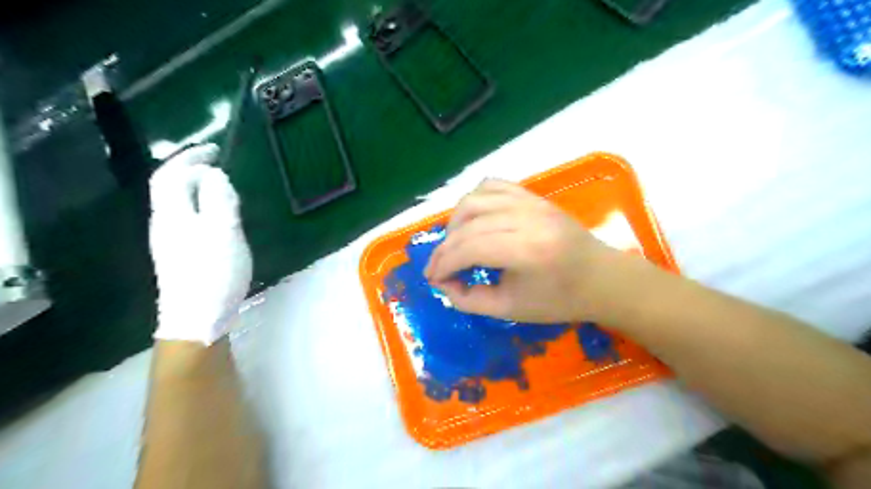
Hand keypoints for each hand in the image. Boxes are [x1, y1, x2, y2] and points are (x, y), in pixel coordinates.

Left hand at [149, 143, 251, 345]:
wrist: (197, 317)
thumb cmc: (213, 272)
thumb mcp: (223, 231)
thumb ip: (219, 199)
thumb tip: (213, 175)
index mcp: (173, 214)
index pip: (170, 174)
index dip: (189, 157)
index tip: (214, 149)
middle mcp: (165, 223)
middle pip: (169, 187)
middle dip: (191, 170)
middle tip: (218, 165)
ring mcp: (171, 241)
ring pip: (179, 203)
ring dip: (196, 188)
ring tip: (221, 187)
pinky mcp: (181, 254)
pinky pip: (188, 218)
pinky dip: (201, 205)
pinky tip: (218, 216)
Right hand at [424, 179, 621, 323]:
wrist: (601, 279)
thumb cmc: (560, 300)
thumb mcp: (511, 310)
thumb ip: (470, 300)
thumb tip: (443, 284)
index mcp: (526, 251)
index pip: (469, 248)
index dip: (443, 263)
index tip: (433, 279)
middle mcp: (527, 218)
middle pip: (468, 224)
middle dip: (444, 248)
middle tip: (439, 268)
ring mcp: (531, 202)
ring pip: (474, 199)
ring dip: (455, 223)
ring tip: (454, 245)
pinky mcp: (533, 195)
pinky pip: (492, 186)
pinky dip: (474, 201)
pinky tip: (473, 221)